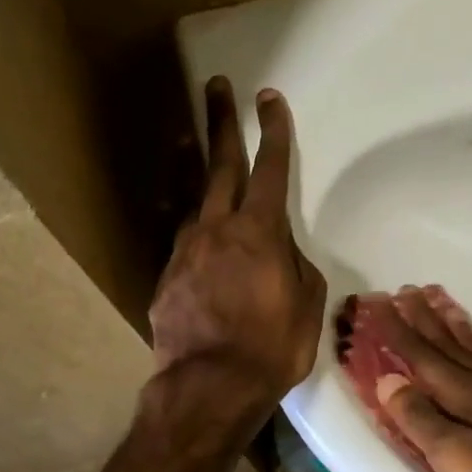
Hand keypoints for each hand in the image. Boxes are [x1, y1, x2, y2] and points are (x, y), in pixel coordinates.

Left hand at [148, 77, 326, 430]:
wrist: (210, 385)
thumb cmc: (272, 347)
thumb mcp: (306, 305)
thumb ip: (294, 266)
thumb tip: (280, 252)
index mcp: (260, 232)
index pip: (271, 169)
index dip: (272, 132)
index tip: (269, 99)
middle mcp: (217, 229)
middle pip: (219, 164)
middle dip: (220, 122)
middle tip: (215, 86)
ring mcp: (185, 250)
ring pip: (190, 196)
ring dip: (190, 162)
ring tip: (183, 135)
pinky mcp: (166, 275)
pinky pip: (179, 237)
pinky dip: (185, 220)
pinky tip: (186, 221)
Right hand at [361, 287, 471, 471]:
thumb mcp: (456, 460)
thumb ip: (421, 419)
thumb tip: (390, 380)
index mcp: (468, 397)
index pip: (424, 357)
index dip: (399, 331)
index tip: (379, 304)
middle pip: (452, 348)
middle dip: (426, 320)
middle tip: (407, 291)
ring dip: (459, 331)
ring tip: (445, 308)